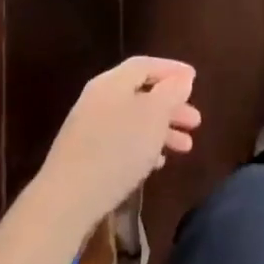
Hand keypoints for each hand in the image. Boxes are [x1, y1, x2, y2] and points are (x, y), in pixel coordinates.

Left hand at [29, 57, 199, 238]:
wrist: (68, 198)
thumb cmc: (118, 149)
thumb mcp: (153, 116)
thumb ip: (171, 92)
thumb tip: (182, 77)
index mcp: (112, 83)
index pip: (145, 65)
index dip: (172, 69)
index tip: (195, 79)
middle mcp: (98, 99)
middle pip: (141, 94)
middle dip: (172, 106)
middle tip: (196, 121)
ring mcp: (89, 128)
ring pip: (133, 120)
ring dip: (162, 130)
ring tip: (185, 148)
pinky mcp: (85, 155)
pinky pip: (121, 142)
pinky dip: (143, 147)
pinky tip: (157, 164)